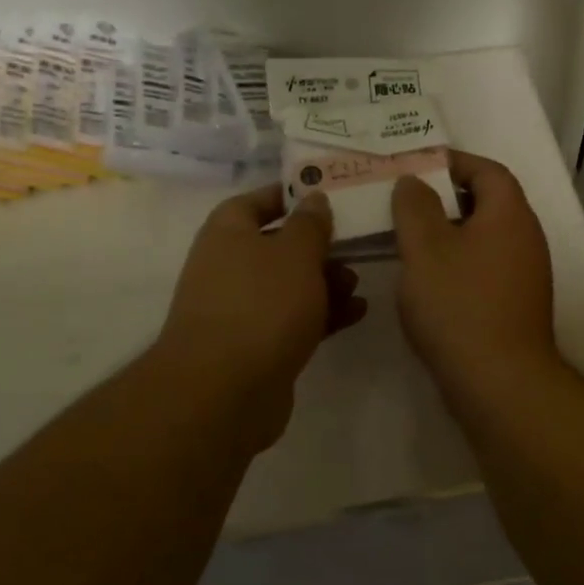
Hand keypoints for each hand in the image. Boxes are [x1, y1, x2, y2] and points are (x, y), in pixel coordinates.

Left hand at [155, 186, 365, 450]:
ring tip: (357, 285)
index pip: (258, 200)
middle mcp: (229, 267)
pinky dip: (323, 314)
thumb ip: (310, 224)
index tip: (328, 195)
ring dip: (325, 282)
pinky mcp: (257, 346)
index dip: (291, 195)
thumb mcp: (295, 253)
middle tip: (354, 246)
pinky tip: (357, 314)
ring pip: (290, 285)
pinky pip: (294, 319)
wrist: (225, 389)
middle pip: (278, 245)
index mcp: (228, 233)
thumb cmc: (262, 304)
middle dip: (318, 246)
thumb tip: (313, 199)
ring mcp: (242, 309)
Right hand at [391, 152, 558, 412]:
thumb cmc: (460, 305)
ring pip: (483, 239)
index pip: (487, 170)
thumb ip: (415, 206)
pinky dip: (457, 264)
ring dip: (448, 234)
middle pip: (487, 203)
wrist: (499, 382)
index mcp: (510, 215)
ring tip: (408, 240)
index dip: (453, 162)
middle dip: (445, 198)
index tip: (416, 166)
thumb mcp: (425, 248)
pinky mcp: (515, 307)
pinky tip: (427, 282)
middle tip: (405, 203)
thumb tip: (414, 181)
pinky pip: (484, 269)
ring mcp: (525, 276)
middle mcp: (526, 239)